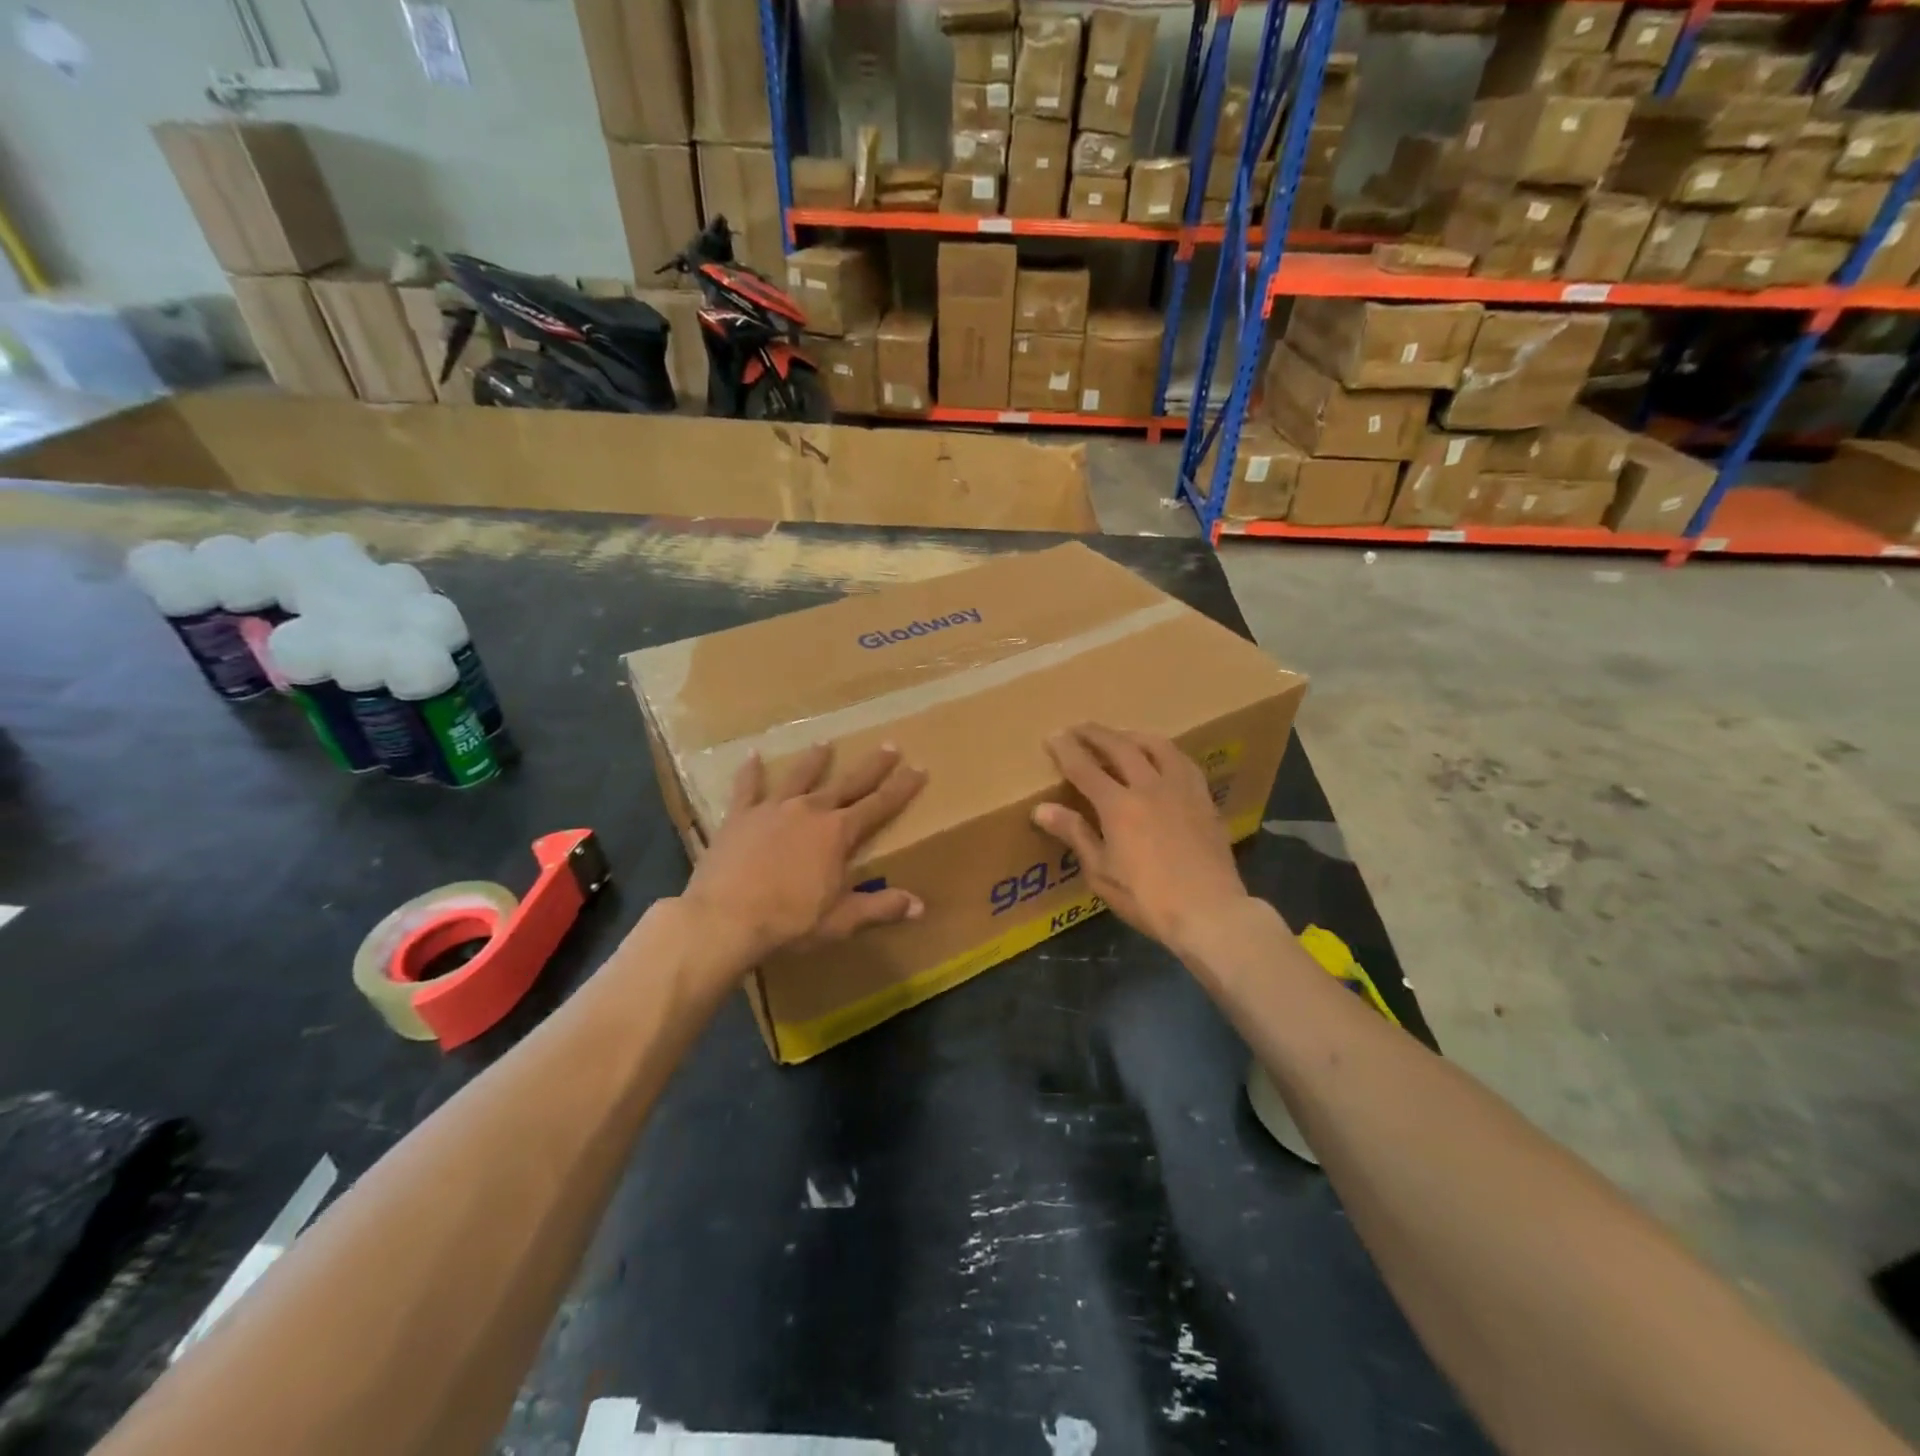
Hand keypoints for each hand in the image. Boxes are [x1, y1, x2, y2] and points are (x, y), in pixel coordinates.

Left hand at [680, 742, 926, 962]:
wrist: (724, 919)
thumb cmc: (788, 922)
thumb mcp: (841, 920)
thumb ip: (880, 908)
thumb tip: (920, 905)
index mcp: (838, 834)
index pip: (879, 805)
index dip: (902, 788)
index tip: (919, 768)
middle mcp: (810, 811)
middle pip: (848, 783)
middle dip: (872, 766)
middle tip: (889, 745)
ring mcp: (773, 809)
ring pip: (800, 776)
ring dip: (815, 760)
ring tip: (825, 743)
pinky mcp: (740, 816)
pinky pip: (747, 787)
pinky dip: (751, 771)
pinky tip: (751, 754)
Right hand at [1032, 724, 1249, 953]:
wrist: (1210, 912)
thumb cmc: (1147, 899)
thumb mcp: (1101, 872)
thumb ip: (1075, 834)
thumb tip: (1042, 809)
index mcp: (1118, 806)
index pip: (1084, 768)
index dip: (1065, 749)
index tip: (1052, 736)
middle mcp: (1149, 786)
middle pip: (1119, 747)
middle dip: (1095, 734)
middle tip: (1079, 727)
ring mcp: (1181, 789)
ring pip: (1156, 745)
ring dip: (1132, 735)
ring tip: (1121, 735)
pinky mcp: (1204, 799)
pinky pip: (1183, 762)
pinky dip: (1165, 751)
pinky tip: (1162, 757)